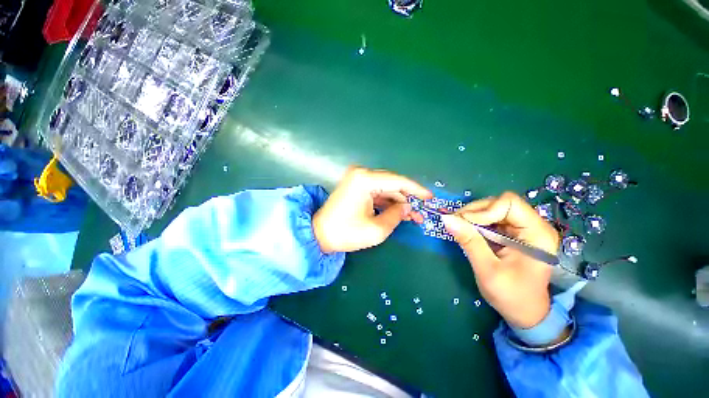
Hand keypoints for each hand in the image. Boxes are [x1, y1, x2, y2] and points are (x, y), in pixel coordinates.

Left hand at [313, 166, 431, 252]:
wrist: (319, 235)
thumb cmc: (346, 233)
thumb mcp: (377, 229)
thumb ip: (397, 216)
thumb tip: (409, 208)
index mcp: (365, 180)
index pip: (398, 181)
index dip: (416, 190)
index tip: (431, 197)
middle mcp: (361, 174)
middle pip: (392, 183)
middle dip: (408, 198)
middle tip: (422, 211)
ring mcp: (357, 179)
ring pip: (386, 188)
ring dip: (399, 201)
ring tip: (413, 216)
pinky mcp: (356, 186)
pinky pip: (377, 192)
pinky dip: (388, 202)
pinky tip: (398, 212)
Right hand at [442, 192, 559, 328]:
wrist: (526, 312)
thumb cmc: (512, 296)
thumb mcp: (487, 270)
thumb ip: (469, 242)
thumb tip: (446, 218)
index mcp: (537, 234)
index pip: (509, 203)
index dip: (484, 210)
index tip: (466, 224)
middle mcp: (533, 225)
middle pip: (499, 203)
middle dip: (475, 212)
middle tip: (457, 224)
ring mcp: (523, 228)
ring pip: (493, 208)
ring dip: (473, 216)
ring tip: (460, 229)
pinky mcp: (514, 232)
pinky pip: (491, 218)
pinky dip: (476, 222)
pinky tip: (468, 232)